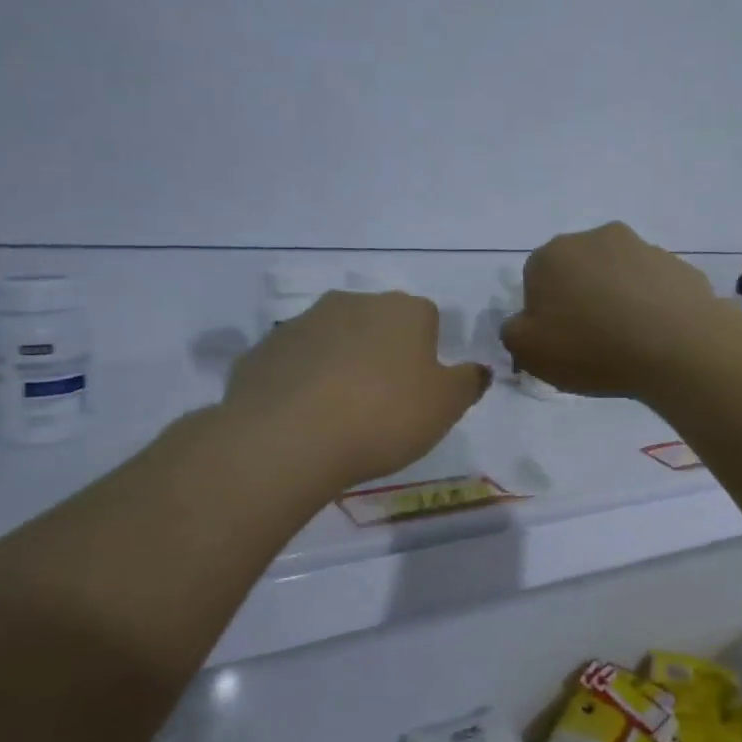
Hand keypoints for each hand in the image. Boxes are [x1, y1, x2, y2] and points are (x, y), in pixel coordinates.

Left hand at [222, 291, 488, 488]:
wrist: (287, 439)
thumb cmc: (384, 416)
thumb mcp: (446, 406)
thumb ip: (469, 382)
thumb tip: (478, 369)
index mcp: (403, 310)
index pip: (427, 318)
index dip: (427, 353)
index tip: (421, 389)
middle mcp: (353, 302)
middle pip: (378, 323)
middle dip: (383, 353)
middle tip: (383, 401)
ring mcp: (303, 322)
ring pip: (334, 339)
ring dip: (341, 364)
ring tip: (339, 413)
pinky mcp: (263, 349)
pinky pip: (295, 362)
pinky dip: (302, 381)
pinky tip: (304, 418)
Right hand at [502, 222, 727, 396]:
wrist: (678, 346)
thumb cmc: (593, 348)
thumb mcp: (530, 352)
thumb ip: (513, 332)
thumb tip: (524, 322)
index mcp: (552, 254)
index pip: (535, 281)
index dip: (545, 315)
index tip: (560, 343)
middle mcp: (596, 238)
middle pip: (578, 272)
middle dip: (581, 299)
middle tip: (593, 341)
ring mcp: (642, 247)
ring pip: (618, 276)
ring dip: (617, 299)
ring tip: (630, 341)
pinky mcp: (678, 264)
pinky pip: (653, 286)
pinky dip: (651, 304)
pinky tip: (657, 335)